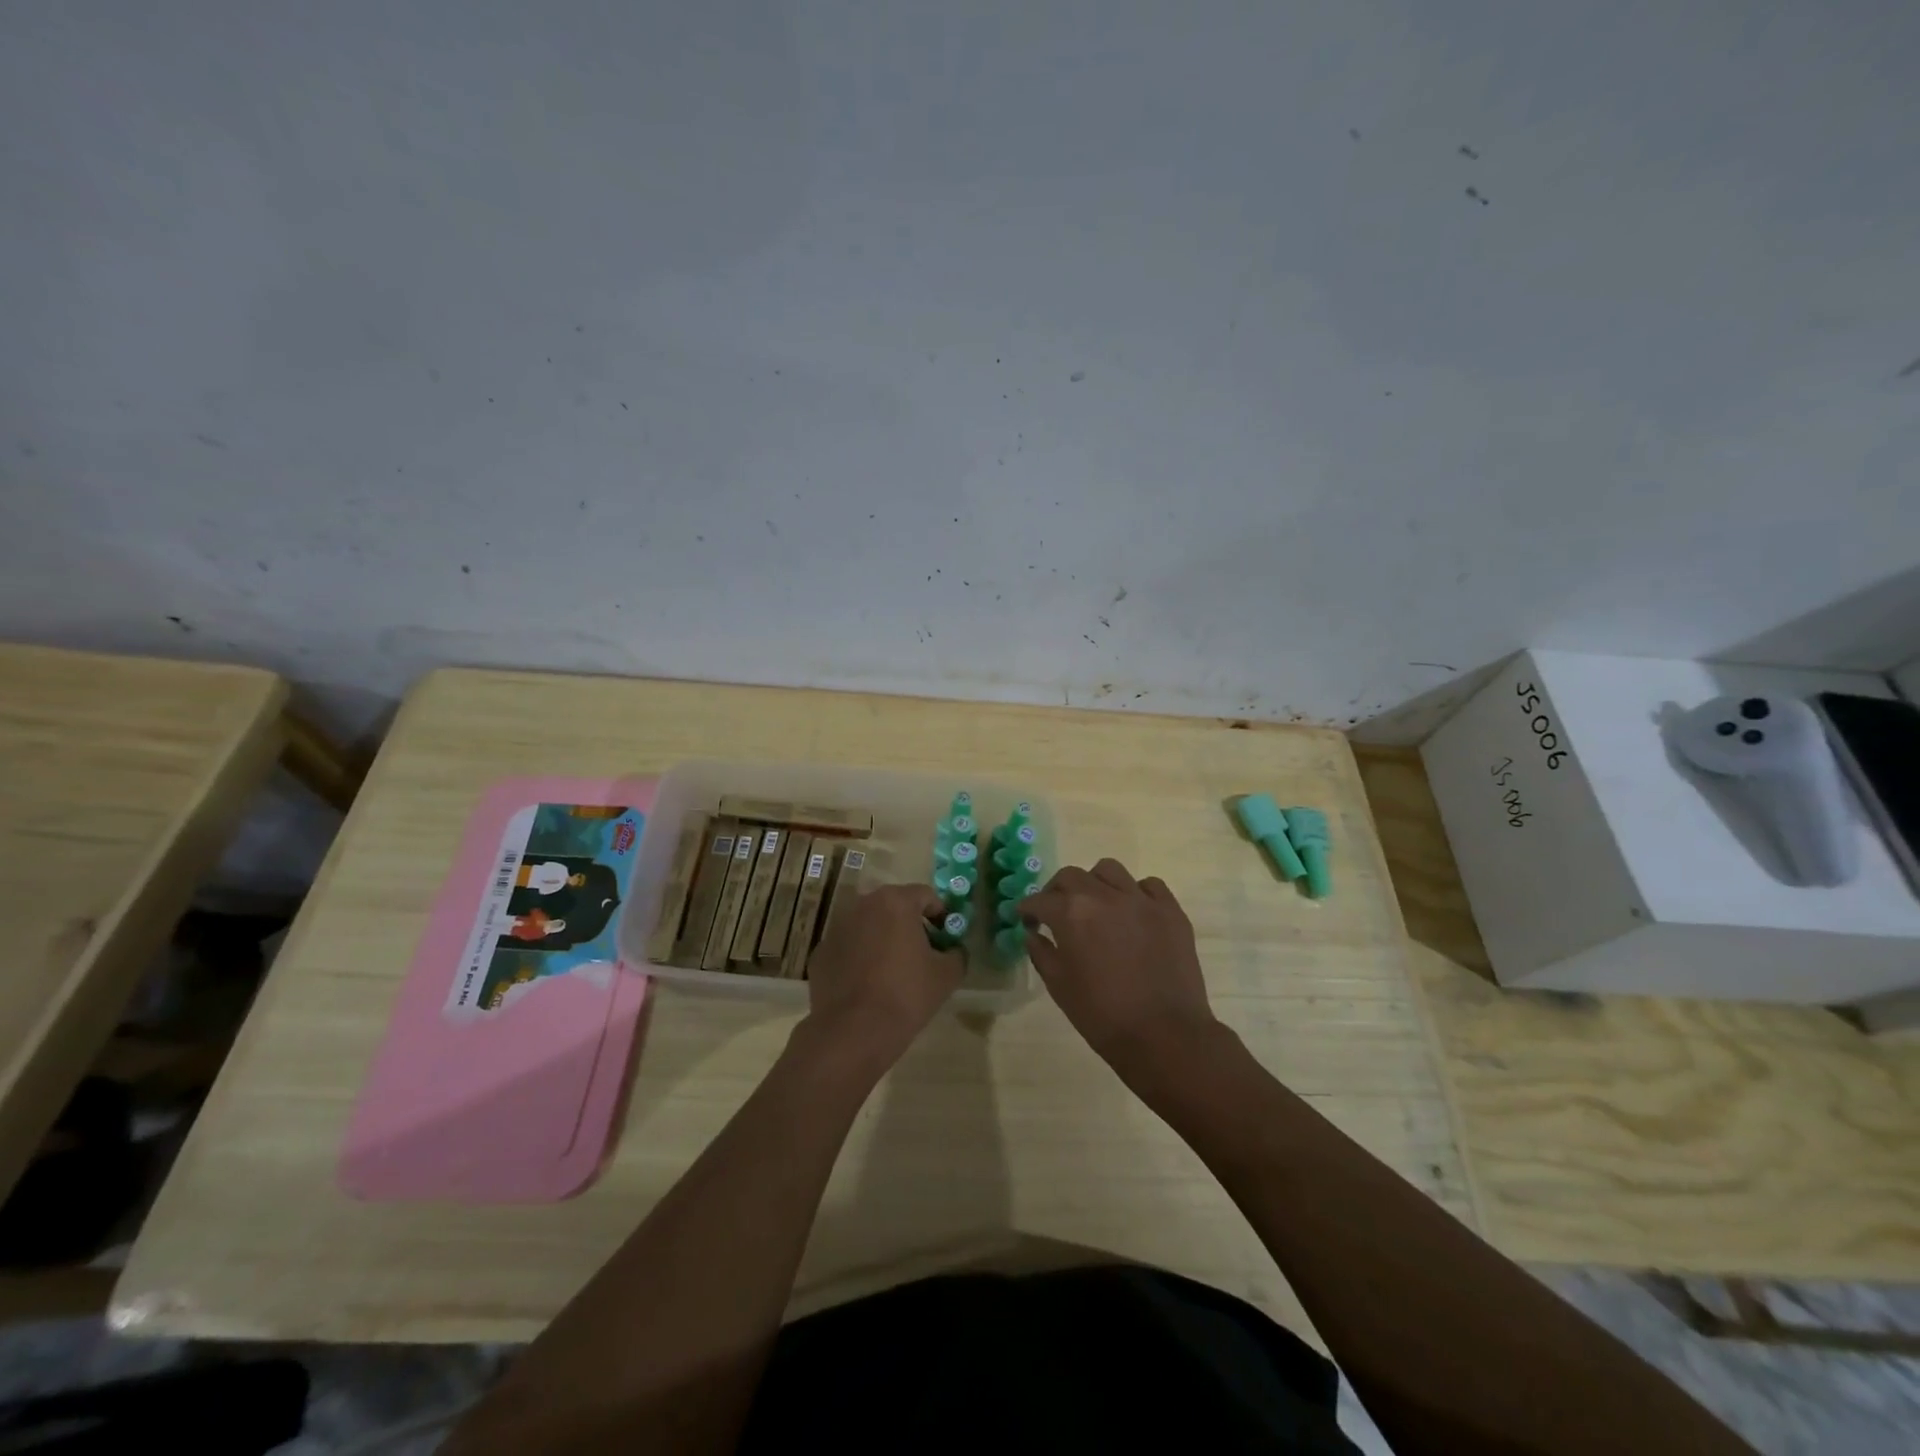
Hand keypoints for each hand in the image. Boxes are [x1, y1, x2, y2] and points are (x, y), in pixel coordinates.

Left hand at [801, 882, 963, 1074]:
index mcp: (895, 902)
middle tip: (923, 952)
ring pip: (868, 926)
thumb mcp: (947, 975)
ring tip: (893, 970)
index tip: (946, 937)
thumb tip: (952, 950)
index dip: (940, 914)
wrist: (853, 1032)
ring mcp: (836, 928)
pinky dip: (860, 957)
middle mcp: (862, 905)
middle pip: (894, 907)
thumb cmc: (906, 995)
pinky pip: (848, 947)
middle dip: (910, 924)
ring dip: (882, 939)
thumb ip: (956, 953)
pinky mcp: (820, 953)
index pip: (925, 895)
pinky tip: (868, 985)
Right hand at [1022, 859, 1224, 1086]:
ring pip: (1109, 871)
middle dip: (1057, 891)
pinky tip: (1132, 912)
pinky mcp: (1170, 910)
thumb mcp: (1059, 986)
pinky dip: (1135, 893)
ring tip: (1096, 905)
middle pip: (1071, 876)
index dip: (1028, 909)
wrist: (1164, 1036)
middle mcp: (1104, 895)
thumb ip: (1041, 952)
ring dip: (1095, 883)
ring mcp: (1141, 900)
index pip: (1040, 900)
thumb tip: (1033, 933)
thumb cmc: (1102, 1015)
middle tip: (1056, 911)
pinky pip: (1149, 886)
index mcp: (1072, 913)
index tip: (1026, 919)